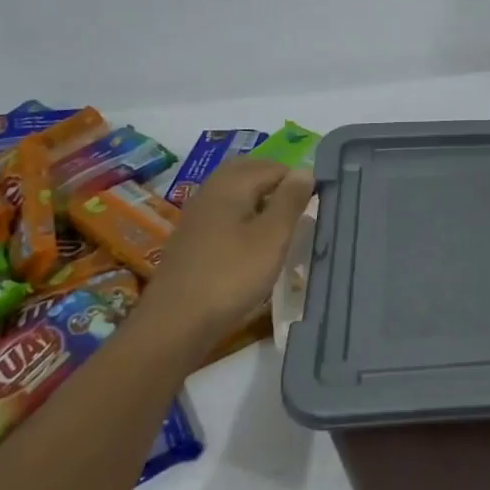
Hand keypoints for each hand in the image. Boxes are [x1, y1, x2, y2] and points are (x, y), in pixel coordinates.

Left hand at [152, 159, 314, 349]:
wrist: (175, 322)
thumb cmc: (231, 275)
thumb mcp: (272, 237)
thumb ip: (290, 200)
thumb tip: (305, 170)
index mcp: (231, 183)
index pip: (274, 167)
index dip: (298, 182)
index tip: (314, 207)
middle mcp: (211, 190)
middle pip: (249, 172)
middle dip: (276, 183)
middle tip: (299, 208)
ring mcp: (197, 214)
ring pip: (235, 192)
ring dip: (259, 200)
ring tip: (280, 226)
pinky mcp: (191, 238)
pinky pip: (223, 213)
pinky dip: (242, 217)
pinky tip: (251, 243)